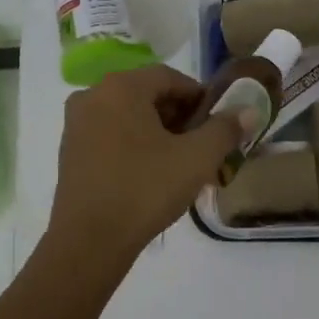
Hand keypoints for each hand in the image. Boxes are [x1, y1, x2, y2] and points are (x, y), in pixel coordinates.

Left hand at [49, 64, 246, 254]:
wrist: (89, 242)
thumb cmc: (145, 190)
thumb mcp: (196, 159)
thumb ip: (225, 129)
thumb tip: (248, 110)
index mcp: (121, 88)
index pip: (170, 77)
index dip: (200, 97)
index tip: (219, 122)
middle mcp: (93, 96)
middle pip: (148, 95)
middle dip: (181, 117)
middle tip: (205, 145)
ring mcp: (76, 125)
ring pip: (130, 117)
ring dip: (160, 133)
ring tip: (183, 163)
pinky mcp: (70, 152)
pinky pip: (112, 135)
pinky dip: (136, 146)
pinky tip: (154, 174)